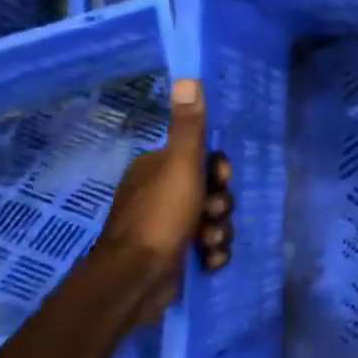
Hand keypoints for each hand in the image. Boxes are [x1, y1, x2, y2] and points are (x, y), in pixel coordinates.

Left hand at [97, 79, 234, 321]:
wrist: (136, 279)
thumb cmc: (161, 216)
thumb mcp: (181, 165)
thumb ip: (190, 125)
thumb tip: (189, 77)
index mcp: (157, 169)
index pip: (202, 159)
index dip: (219, 171)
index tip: (221, 180)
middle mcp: (159, 195)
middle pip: (212, 191)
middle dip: (221, 206)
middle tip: (213, 215)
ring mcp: (165, 228)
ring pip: (213, 221)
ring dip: (219, 232)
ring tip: (209, 244)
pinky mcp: (173, 257)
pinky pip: (207, 248)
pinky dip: (212, 254)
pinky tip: (209, 262)